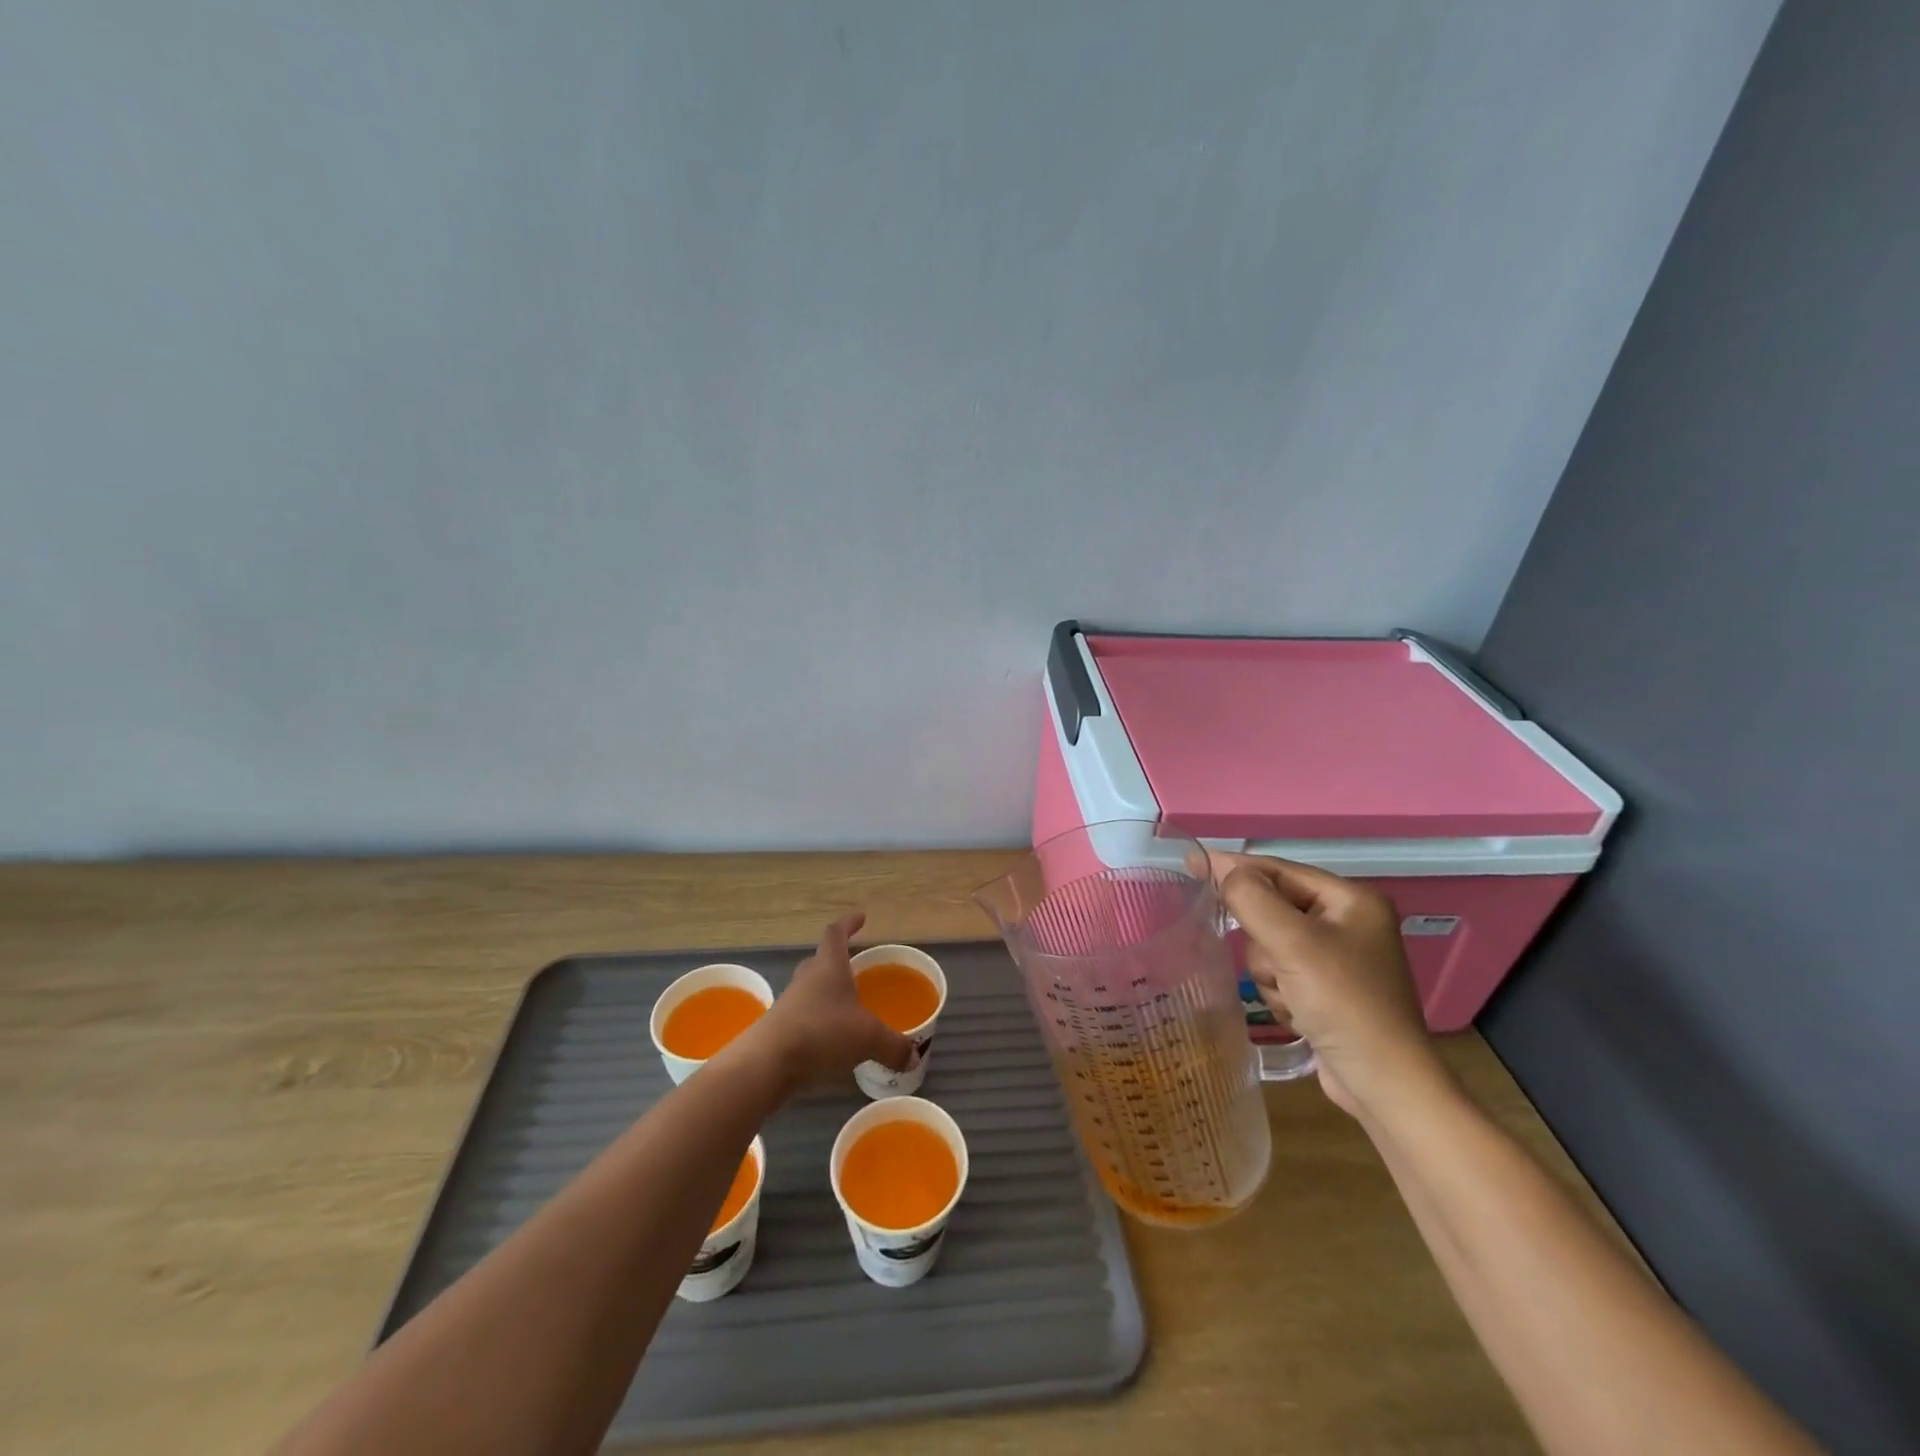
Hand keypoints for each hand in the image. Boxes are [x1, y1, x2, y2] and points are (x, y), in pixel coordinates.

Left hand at [749, 913, 914, 1089]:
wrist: (766, 1064)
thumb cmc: (821, 1033)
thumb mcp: (868, 1038)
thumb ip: (894, 1046)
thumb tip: (913, 1057)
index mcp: (829, 966)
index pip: (836, 934)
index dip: (848, 924)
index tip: (860, 918)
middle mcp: (807, 979)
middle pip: (821, 961)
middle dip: (838, 963)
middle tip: (856, 969)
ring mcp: (790, 1004)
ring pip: (811, 991)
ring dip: (828, 995)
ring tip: (848, 1010)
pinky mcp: (779, 1030)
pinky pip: (804, 1017)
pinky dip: (818, 1023)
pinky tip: (831, 1042)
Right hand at [1210, 852, 1449, 1119]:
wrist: (1383, 1086)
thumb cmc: (1344, 1003)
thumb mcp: (1293, 943)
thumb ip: (1252, 899)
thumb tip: (1222, 871)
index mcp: (1350, 900)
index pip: (1279, 870)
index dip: (1234, 867)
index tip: (1191, 862)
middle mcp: (1346, 922)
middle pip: (1270, 910)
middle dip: (1264, 942)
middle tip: (1279, 967)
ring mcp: (1336, 958)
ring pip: (1268, 945)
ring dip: (1270, 973)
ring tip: (1293, 998)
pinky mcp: (1326, 989)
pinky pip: (1279, 973)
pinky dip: (1279, 992)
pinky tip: (1298, 1014)